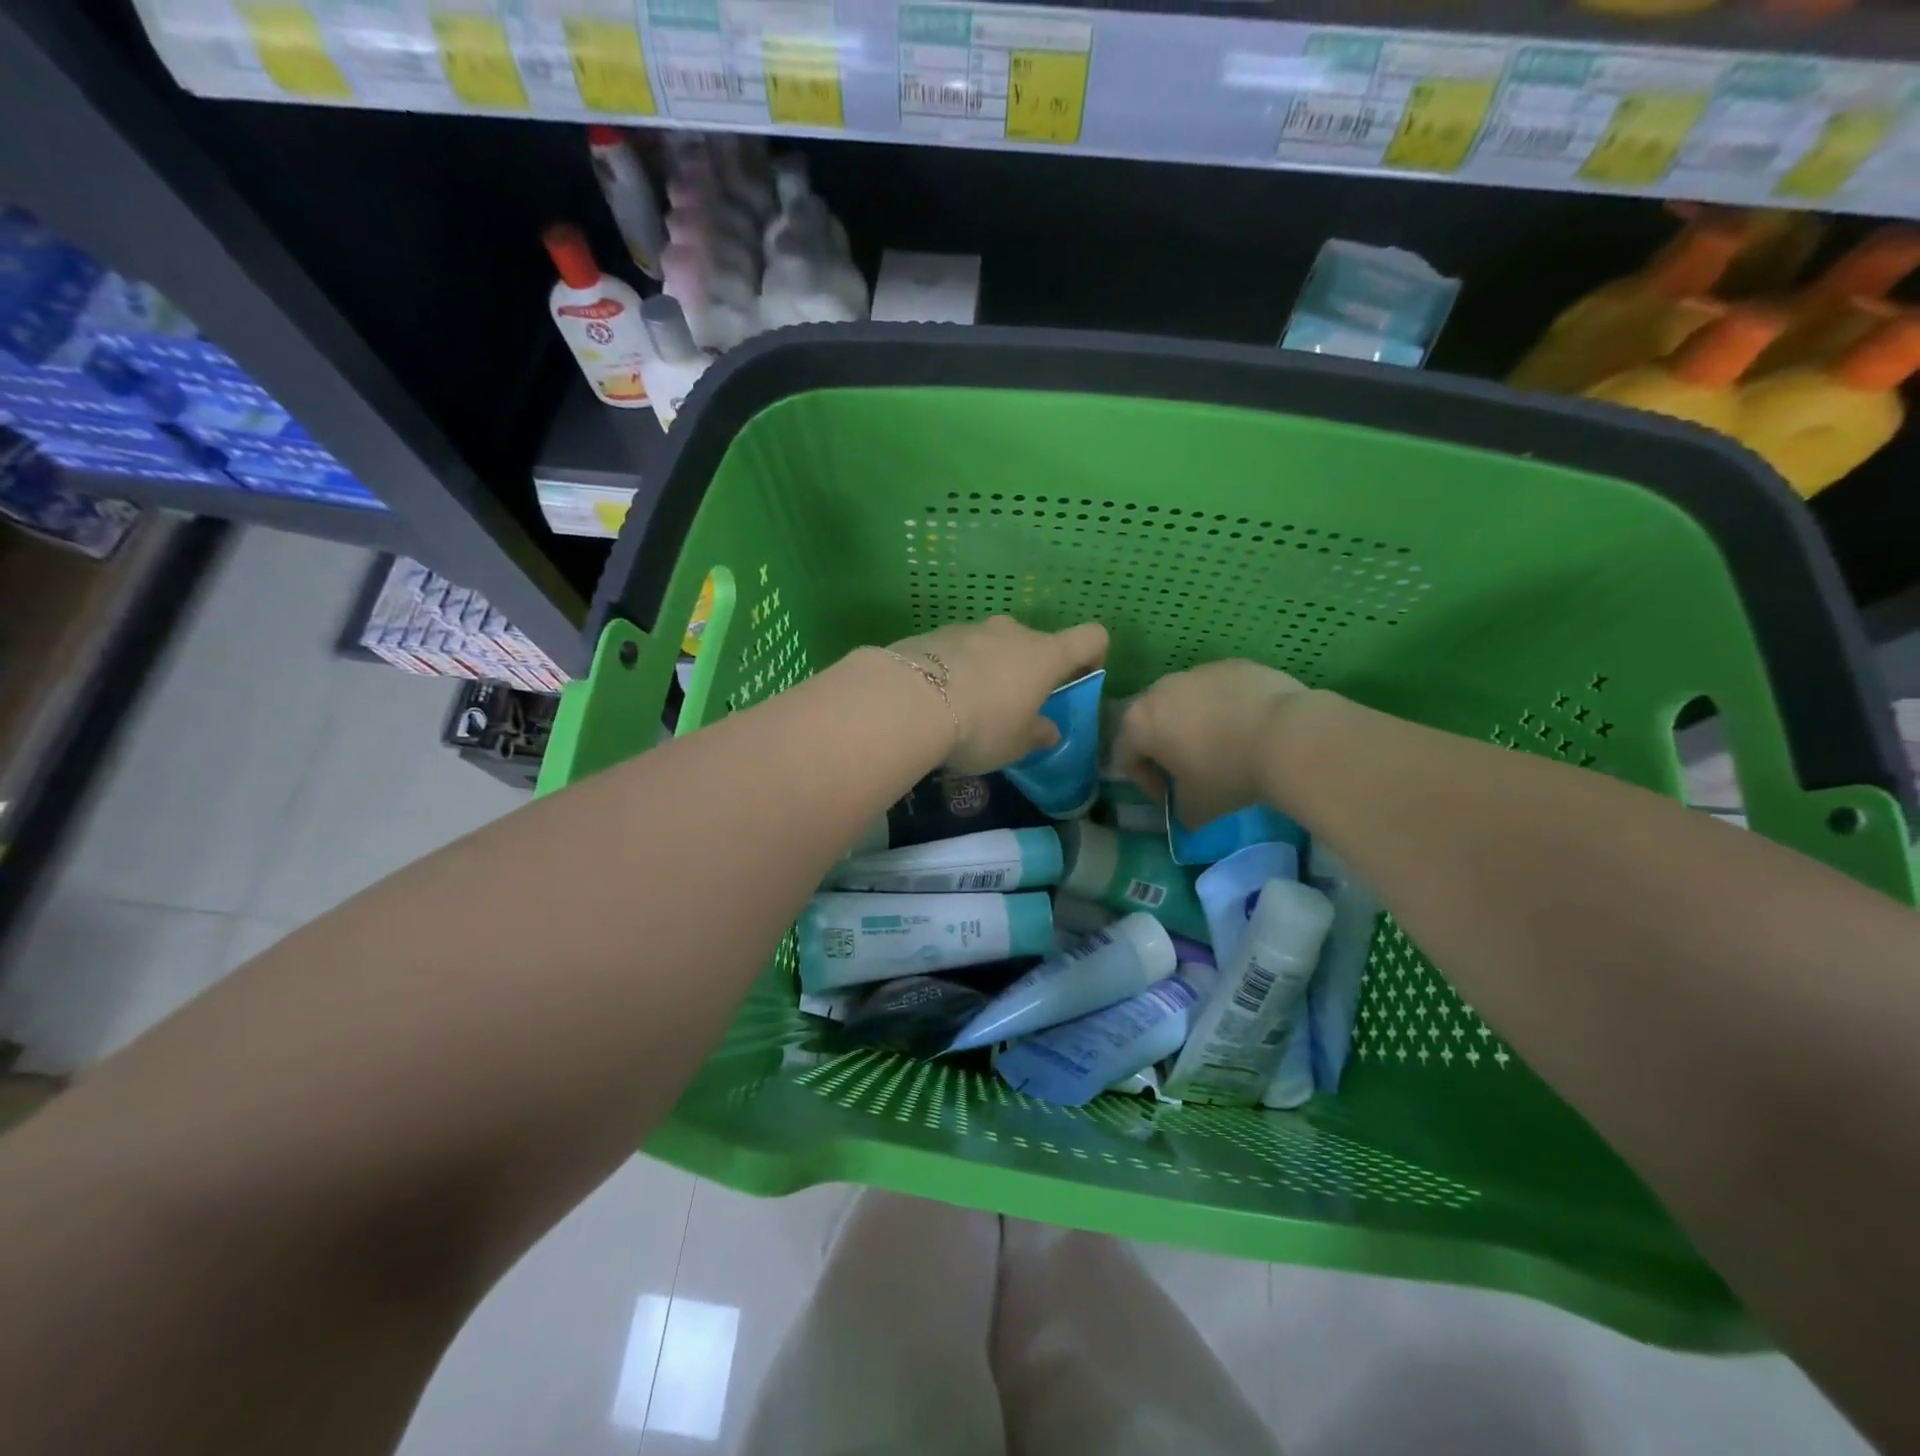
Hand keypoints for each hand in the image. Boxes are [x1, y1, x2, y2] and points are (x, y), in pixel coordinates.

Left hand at [889, 616, 1108, 773]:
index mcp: (1046, 655)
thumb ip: (1037, 734)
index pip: (1090, 637)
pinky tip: (937, 701)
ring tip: (966, 708)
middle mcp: (1012, 632)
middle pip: (1034, 644)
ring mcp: (970, 629)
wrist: (909, 701)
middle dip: (1028, 672)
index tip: (1079, 679)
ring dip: (988, 670)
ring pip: (992, 646)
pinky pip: (956, 651)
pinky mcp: (934, 634)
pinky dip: (955, 669)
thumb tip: (1047, 730)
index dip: (1093, 655)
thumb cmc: (981, 726)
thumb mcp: (1016, 744)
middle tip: (1011, 709)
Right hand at [1114, 660, 1308, 826]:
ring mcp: (1198, 671)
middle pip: (1152, 722)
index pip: (1126, 757)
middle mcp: (1160, 689)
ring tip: (1225, 747)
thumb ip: (1178, 808)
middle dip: (1166, 747)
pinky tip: (1249, 728)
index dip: (1146, 783)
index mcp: (1139, 722)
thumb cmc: (1228, 773)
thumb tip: (1183, 810)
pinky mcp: (1233, 664)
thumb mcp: (1196, 807)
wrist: (1288, 736)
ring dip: (1195, 724)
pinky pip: (1219, 690)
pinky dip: (1225, 707)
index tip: (1171, 799)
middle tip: (1192, 772)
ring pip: (1186, 702)